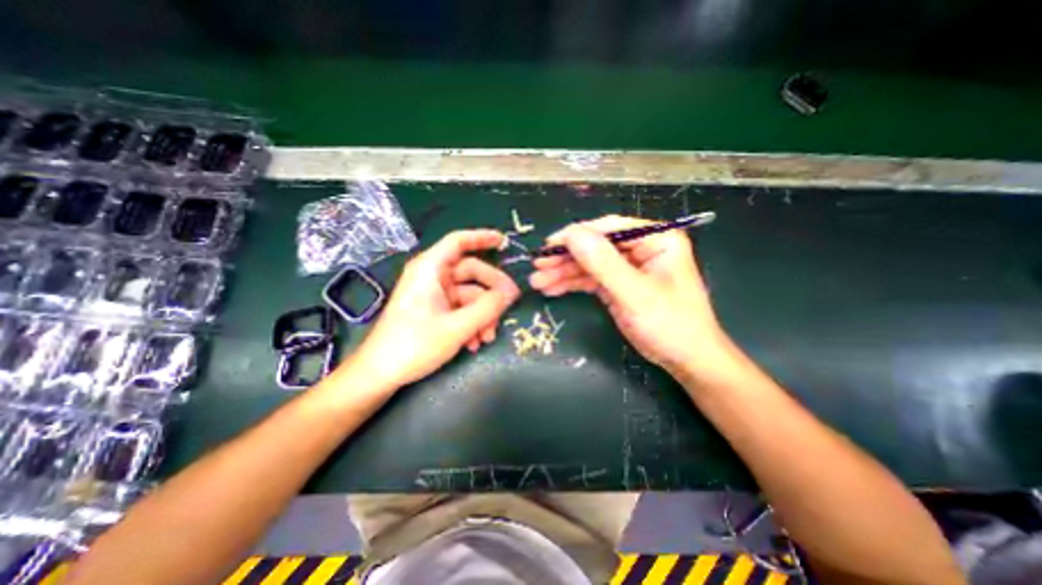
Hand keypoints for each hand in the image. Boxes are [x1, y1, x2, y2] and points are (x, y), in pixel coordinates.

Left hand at [346, 231, 519, 389]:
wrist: (380, 374)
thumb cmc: (413, 345)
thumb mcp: (456, 327)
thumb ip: (487, 308)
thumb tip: (510, 293)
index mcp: (430, 269)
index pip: (458, 242)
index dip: (482, 238)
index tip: (504, 242)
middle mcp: (432, 277)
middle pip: (471, 272)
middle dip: (491, 293)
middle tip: (509, 307)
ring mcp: (434, 294)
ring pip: (470, 295)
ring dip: (483, 315)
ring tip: (487, 338)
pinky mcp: (434, 310)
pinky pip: (461, 309)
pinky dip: (472, 322)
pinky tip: (474, 343)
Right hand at [531, 214, 727, 375]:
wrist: (686, 360)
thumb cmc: (671, 325)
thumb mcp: (635, 294)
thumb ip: (604, 264)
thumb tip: (572, 235)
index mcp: (655, 238)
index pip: (609, 228)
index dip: (577, 235)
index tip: (549, 246)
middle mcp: (640, 247)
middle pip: (595, 245)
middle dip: (565, 257)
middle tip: (538, 267)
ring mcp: (627, 267)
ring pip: (589, 263)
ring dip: (563, 272)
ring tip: (538, 282)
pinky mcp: (618, 285)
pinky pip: (590, 278)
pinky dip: (571, 283)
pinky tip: (552, 289)